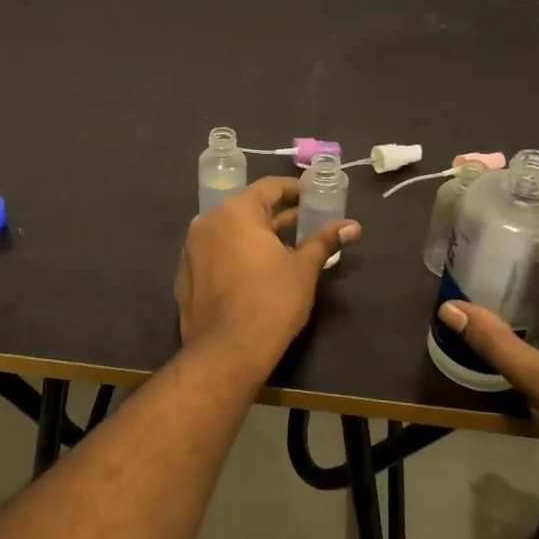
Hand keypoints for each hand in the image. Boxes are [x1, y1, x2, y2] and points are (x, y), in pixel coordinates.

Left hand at [176, 176, 360, 370]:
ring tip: (284, 249)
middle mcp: (207, 221)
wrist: (226, 351)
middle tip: (306, 224)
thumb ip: (324, 241)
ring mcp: (191, 249)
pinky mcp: (185, 275)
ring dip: (255, 235)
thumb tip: (352, 226)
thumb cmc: (271, 302)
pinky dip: (235, 255)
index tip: (314, 196)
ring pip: (229, 232)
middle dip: (277, 215)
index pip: (269, 187)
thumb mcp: (304, 269)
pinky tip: (254, 272)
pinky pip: (215, 254)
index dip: (295, 190)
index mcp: (235, 212)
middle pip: (247, 208)